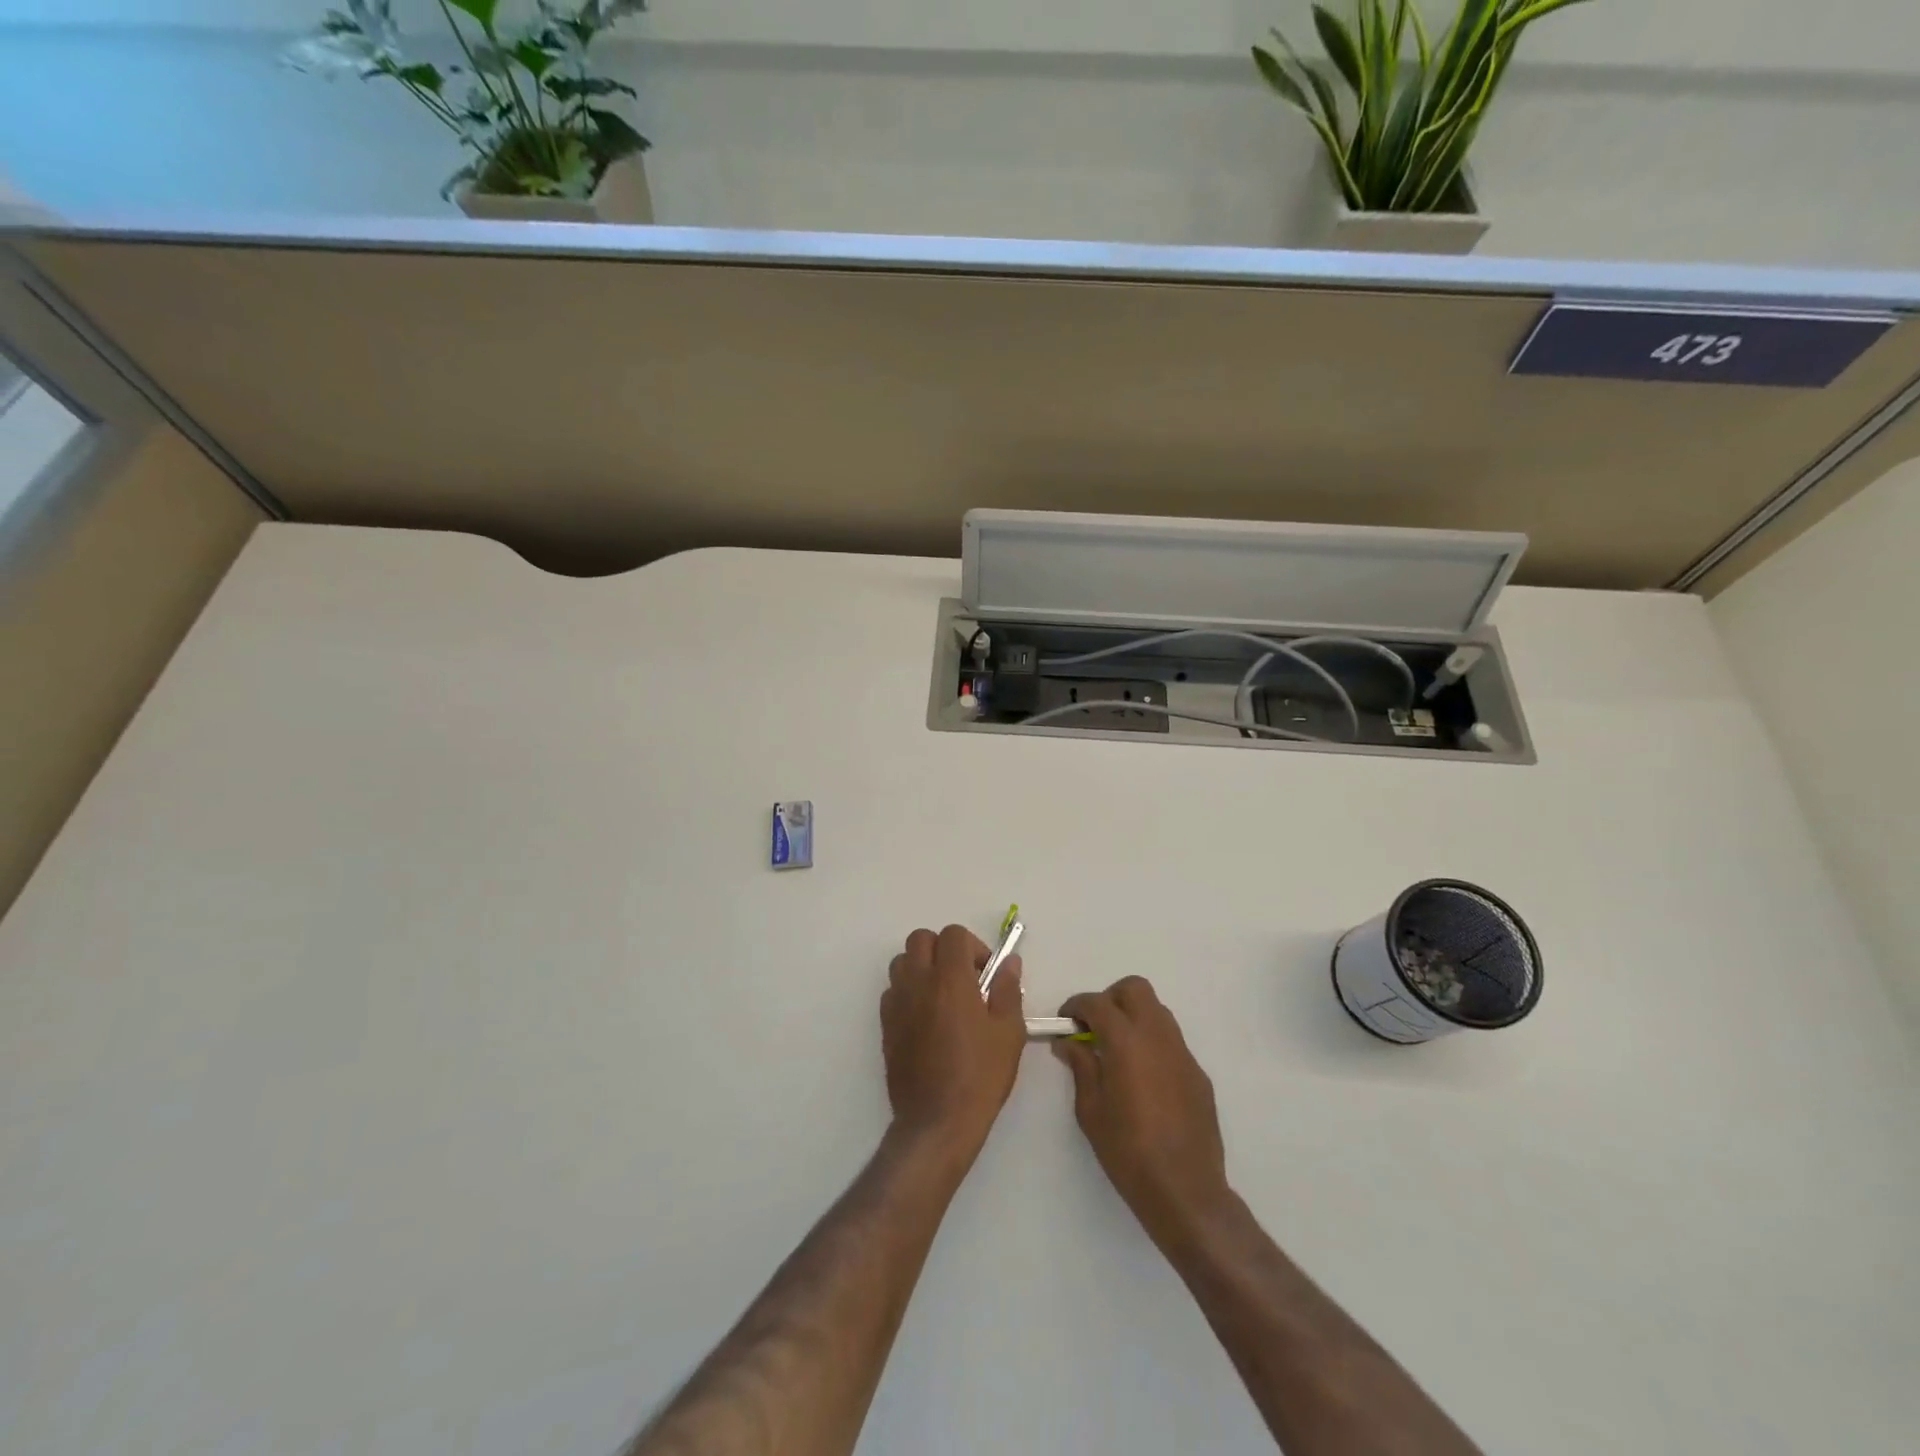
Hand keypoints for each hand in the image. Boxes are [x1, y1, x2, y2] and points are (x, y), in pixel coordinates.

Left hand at [881, 925, 1025, 1155]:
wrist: (937, 1121)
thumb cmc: (980, 1075)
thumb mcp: (1008, 1032)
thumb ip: (1008, 989)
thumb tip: (1009, 962)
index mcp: (950, 979)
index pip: (953, 934)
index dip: (973, 947)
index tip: (985, 974)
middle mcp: (918, 982)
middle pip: (921, 939)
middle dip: (943, 949)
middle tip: (964, 978)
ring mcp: (897, 1003)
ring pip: (901, 962)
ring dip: (922, 967)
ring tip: (943, 996)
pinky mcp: (885, 1025)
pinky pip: (892, 991)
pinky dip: (908, 992)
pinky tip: (926, 1019)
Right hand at [1055, 977, 1231, 1250]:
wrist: (1185, 1191)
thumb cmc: (1128, 1152)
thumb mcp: (1090, 1110)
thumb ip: (1081, 1066)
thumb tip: (1069, 1042)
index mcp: (1126, 1042)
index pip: (1098, 1002)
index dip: (1077, 1005)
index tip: (1066, 1021)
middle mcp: (1157, 1036)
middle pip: (1135, 989)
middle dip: (1110, 999)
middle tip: (1095, 1027)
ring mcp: (1183, 1053)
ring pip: (1157, 1010)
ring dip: (1134, 1017)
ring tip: (1118, 1050)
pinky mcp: (1198, 1073)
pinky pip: (1171, 1041)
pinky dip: (1152, 1043)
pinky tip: (1144, 1078)